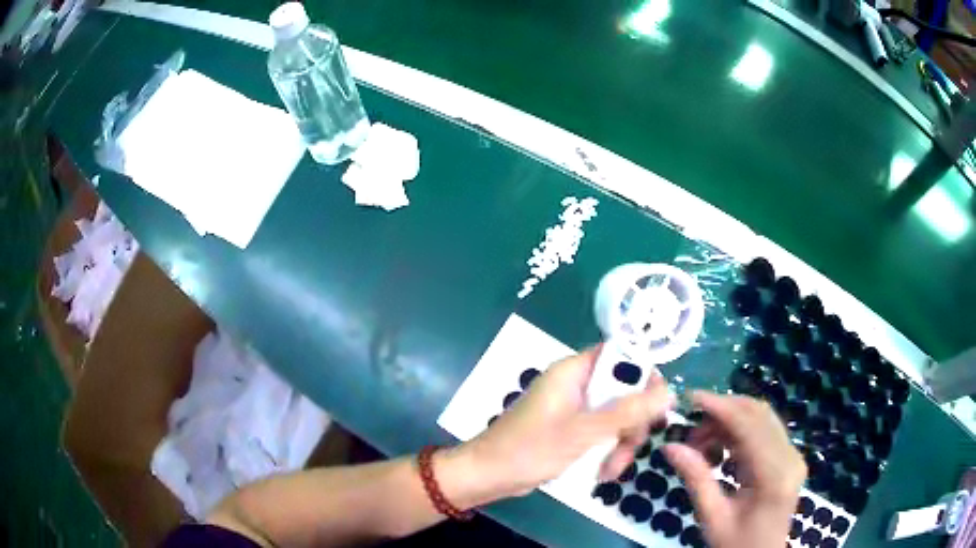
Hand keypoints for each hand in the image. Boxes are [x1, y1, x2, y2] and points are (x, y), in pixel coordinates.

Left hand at [455, 347, 673, 502]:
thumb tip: (669, 392)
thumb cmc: (530, 449)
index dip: (644, 375)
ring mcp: (575, 409)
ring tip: (611, 470)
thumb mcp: (583, 431)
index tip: (657, 404)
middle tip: (632, 446)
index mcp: (575, 371)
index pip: (621, 356)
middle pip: (624, 391)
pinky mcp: (572, 430)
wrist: (489, 476)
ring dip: (621, 443)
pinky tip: (602, 473)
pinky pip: (603, 433)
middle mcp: (577, 385)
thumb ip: (628, 411)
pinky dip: (607, 451)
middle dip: (633, 422)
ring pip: (617, 416)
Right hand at [663, 392, 806, 547]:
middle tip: (690, 428)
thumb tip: (670, 446)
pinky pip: (765, 432)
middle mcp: (790, 457)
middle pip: (759, 414)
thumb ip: (696, 479)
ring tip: (701, 442)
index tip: (690, 398)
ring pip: (762, 419)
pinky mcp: (789, 459)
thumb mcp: (712, 517)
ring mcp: (793, 456)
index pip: (749, 425)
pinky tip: (720, 449)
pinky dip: (740, 433)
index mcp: (774, 474)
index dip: (720, 407)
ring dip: (730, 421)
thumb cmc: (736, 545)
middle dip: (723, 412)